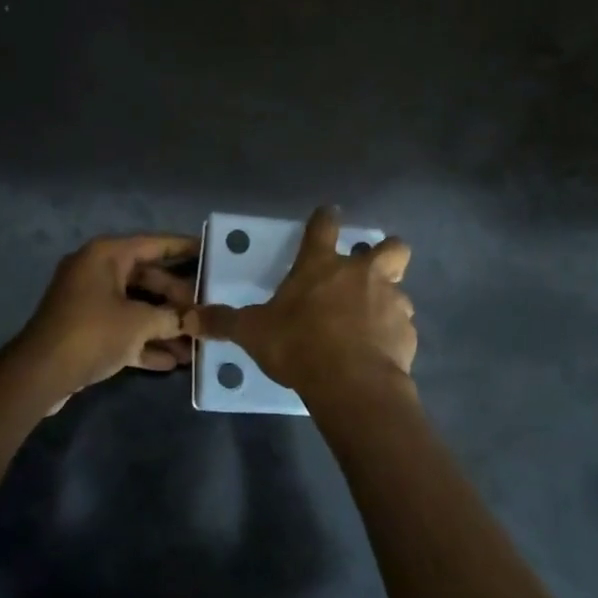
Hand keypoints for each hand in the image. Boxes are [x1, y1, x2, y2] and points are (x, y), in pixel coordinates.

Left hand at [12, 232, 198, 405]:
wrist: (40, 374)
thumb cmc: (92, 333)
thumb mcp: (139, 323)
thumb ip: (171, 317)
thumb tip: (194, 320)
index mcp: (106, 255)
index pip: (155, 244)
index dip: (184, 248)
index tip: (213, 252)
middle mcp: (98, 271)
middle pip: (149, 279)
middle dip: (178, 301)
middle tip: (207, 313)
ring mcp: (90, 301)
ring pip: (137, 307)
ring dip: (164, 327)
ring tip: (195, 347)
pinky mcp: (86, 330)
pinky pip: (122, 329)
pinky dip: (144, 342)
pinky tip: (172, 362)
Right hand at [185, 207, 415, 401]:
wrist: (352, 382)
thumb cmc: (299, 345)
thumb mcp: (254, 333)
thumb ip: (225, 322)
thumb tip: (190, 317)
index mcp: (322, 265)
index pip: (325, 225)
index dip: (327, 217)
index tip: (330, 215)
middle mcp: (362, 273)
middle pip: (390, 246)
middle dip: (385, 251)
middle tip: (370, 269)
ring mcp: (391, 300)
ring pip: (399, 288)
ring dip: (388, 299)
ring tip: (372, 321)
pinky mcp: (407, 332)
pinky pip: (402, 326)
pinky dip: (392, 334)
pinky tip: (379, 351)